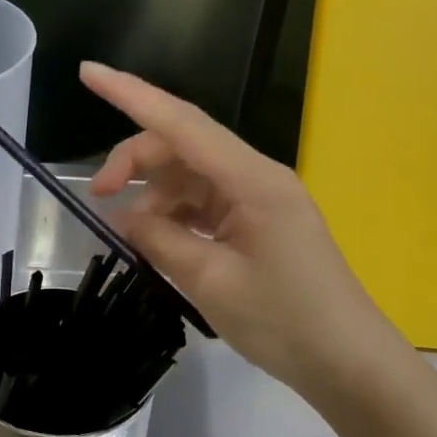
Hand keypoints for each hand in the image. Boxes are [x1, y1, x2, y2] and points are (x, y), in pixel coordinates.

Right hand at [83, 62, 409, 398]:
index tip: (87, 73)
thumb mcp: (211, 282)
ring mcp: (258, 198)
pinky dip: (174, 214)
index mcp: (252, 180)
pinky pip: (203, 201)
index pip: (181, 123)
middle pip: (181, 145)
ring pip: (189, 174)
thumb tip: (122, 217)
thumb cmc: (286, 322)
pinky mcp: (256, 221)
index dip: (130, 94)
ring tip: (130, 233)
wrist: (349, 364)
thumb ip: (160, 240)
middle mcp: (255, 176)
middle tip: (98, 197)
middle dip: (134, 161)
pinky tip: (157, 240)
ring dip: (153, 194)